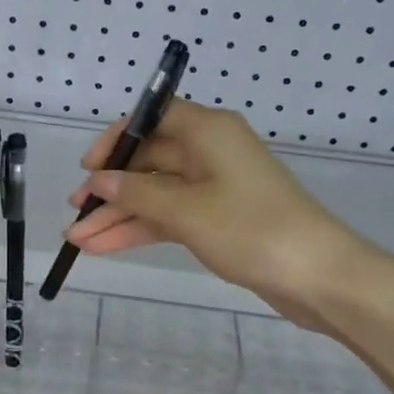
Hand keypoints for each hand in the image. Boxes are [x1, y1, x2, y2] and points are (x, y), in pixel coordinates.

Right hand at [65, 101, 368, 331]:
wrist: (318, 275)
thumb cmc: (252, 229)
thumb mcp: (186, 211)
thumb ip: (137, 194)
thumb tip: (98, 180)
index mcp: (207, 132)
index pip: (152, 117)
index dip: (116, 140)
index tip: (88, 167)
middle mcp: (209, 152)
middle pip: (149, 161)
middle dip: (110, 188)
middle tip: (75, 212)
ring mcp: (214, 187)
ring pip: (156, 194)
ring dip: (119, 215)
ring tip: (78, 239)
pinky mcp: (218, 219)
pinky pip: (170, 217)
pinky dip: (141, 230)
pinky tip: (106, 247)